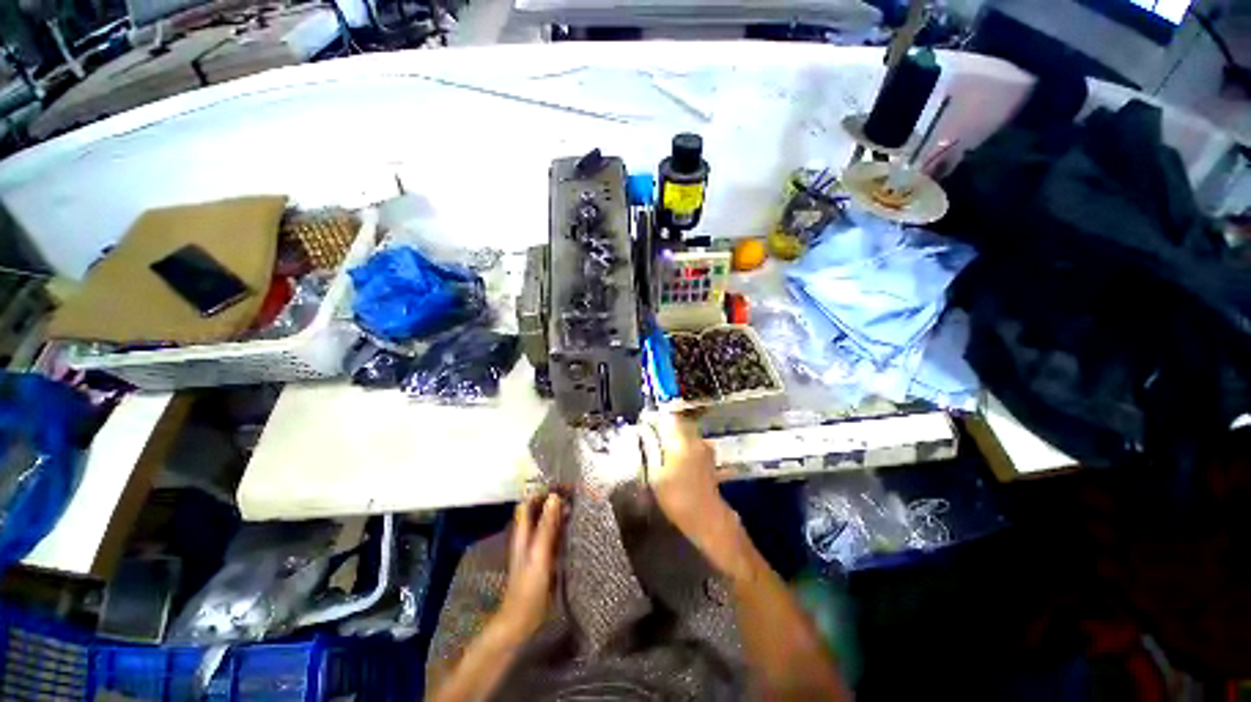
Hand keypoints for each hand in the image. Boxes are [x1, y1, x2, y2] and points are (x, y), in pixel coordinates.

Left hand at [497, 493, 564, 638]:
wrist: (523, 620)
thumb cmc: (528, 587)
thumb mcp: (539, 555)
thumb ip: (546, 526)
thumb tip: (554, 496)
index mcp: (524, 532)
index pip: (529, 502)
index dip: (543, 491)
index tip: (563, 485)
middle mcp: (530, 535)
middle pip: (540, 510)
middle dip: (555, 499)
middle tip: (577, 493)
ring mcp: (538, 546)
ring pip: (549, 521)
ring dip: (561, 511)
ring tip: (581, 504)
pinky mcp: (547, 557)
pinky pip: (556, 534)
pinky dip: (565, 526)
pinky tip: (578, 526)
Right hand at [647, 413, 746, 574]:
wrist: (709, 520)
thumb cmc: (678, 499)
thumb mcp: (656, 475)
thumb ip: (649, 449)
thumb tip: (643, 430)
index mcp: (682, 440)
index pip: (669, 416)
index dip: (656, 416)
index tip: (644, 421)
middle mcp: (695, 439)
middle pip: (678, 422)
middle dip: (664, 425)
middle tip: (649, 435)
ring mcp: (704, 448)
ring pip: (685, 433)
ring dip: (673, 436)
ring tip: (659, 448)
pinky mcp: (708, 458)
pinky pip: (691, 444)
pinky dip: (681, 446)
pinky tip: (673, 459)